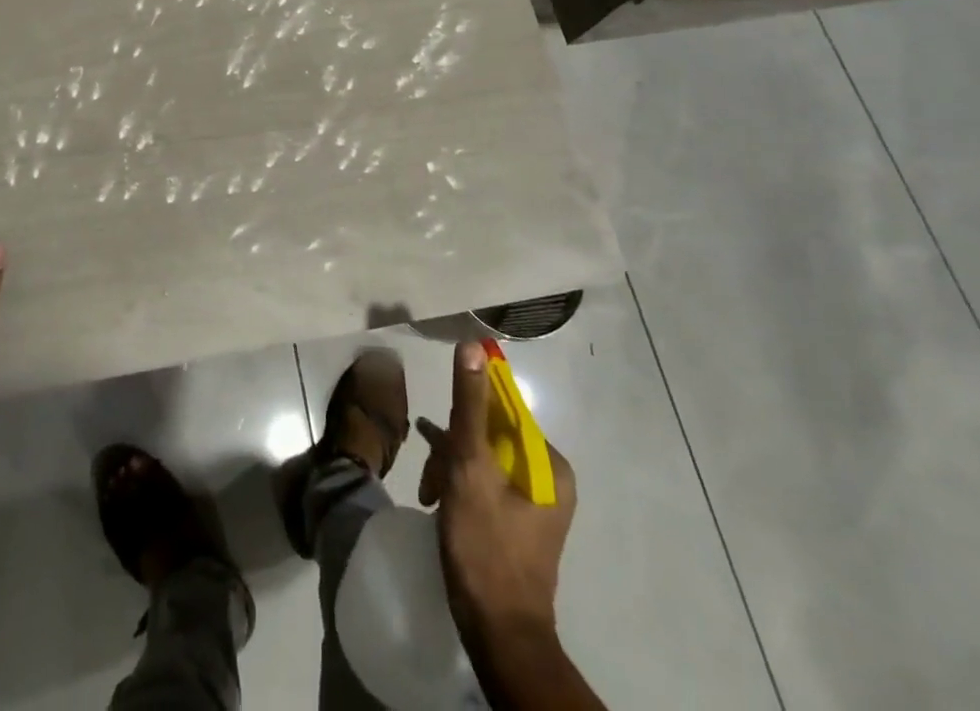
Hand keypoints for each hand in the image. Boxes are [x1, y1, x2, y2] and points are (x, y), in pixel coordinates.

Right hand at [416, 342, 577, 636]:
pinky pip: (485, 482)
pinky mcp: (518, 522)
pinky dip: (459, 485)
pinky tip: (437, 497)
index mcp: (549, 464)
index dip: (466, 413)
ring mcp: (536, 502)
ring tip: (430, 494)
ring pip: (483, 458)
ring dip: (451, 468)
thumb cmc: (485, 547)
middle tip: (432, 478)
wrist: (498, 634)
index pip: (502, 409)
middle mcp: (549, 477)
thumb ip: (470, 405)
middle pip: (490, 434)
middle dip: (453, 449)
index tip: (439, 434)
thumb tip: (472, 345)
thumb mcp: (469, 467)